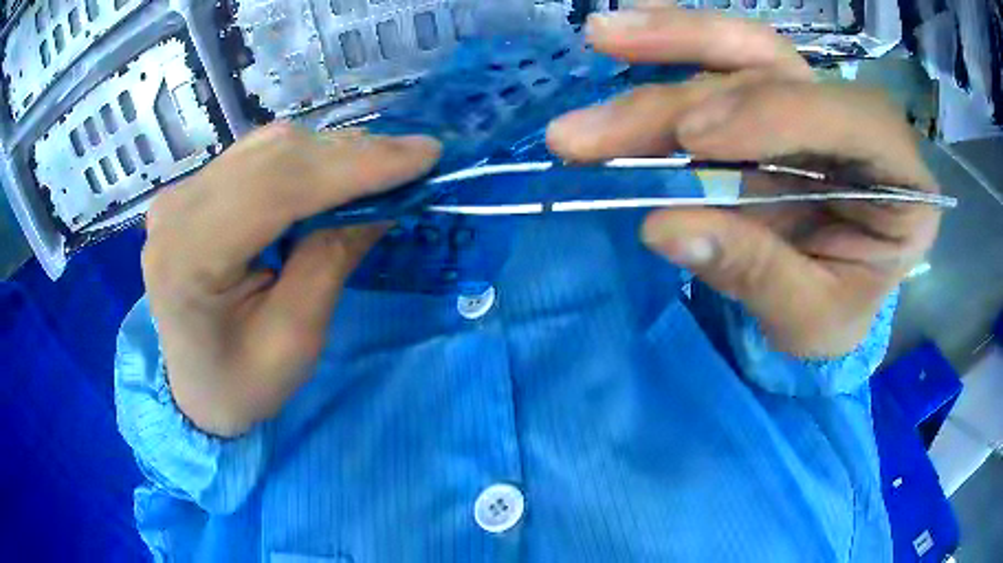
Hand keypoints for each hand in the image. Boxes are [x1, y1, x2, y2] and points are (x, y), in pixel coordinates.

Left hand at [142, 124, 440, 436]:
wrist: (193, 388)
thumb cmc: (240, 382)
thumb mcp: (293, 339)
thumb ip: (330, 261)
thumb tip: (382, 201)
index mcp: (188, 256)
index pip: (275, 188)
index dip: (353, 165)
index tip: (424, 156)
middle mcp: (177, 209)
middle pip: (273, 156)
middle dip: (352, 153)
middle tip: (416, 159)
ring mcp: (182, 194)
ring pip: (269, 147)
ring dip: (333, 153)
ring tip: (386, 166)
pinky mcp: (194, 191)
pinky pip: (259, 157)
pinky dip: (308, 159)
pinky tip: (340, 171)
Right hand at [548, 7, 940, 357]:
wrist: (835, 299)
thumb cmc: (839, 311)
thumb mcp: (810, 320)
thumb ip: (756, 274)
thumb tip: (663, 229)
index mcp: (902, 182)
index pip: (842, 120)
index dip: (769, 116)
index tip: (691, 139)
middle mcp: (863, 122)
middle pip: (778, 74)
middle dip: (685, 92)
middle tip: (594, 124)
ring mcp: (818, 101)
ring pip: (747, 49)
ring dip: (670, 42)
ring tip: (602, 36)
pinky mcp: (778, 100)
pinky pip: (731, 58)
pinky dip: (680, 44)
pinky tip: (633, 32)